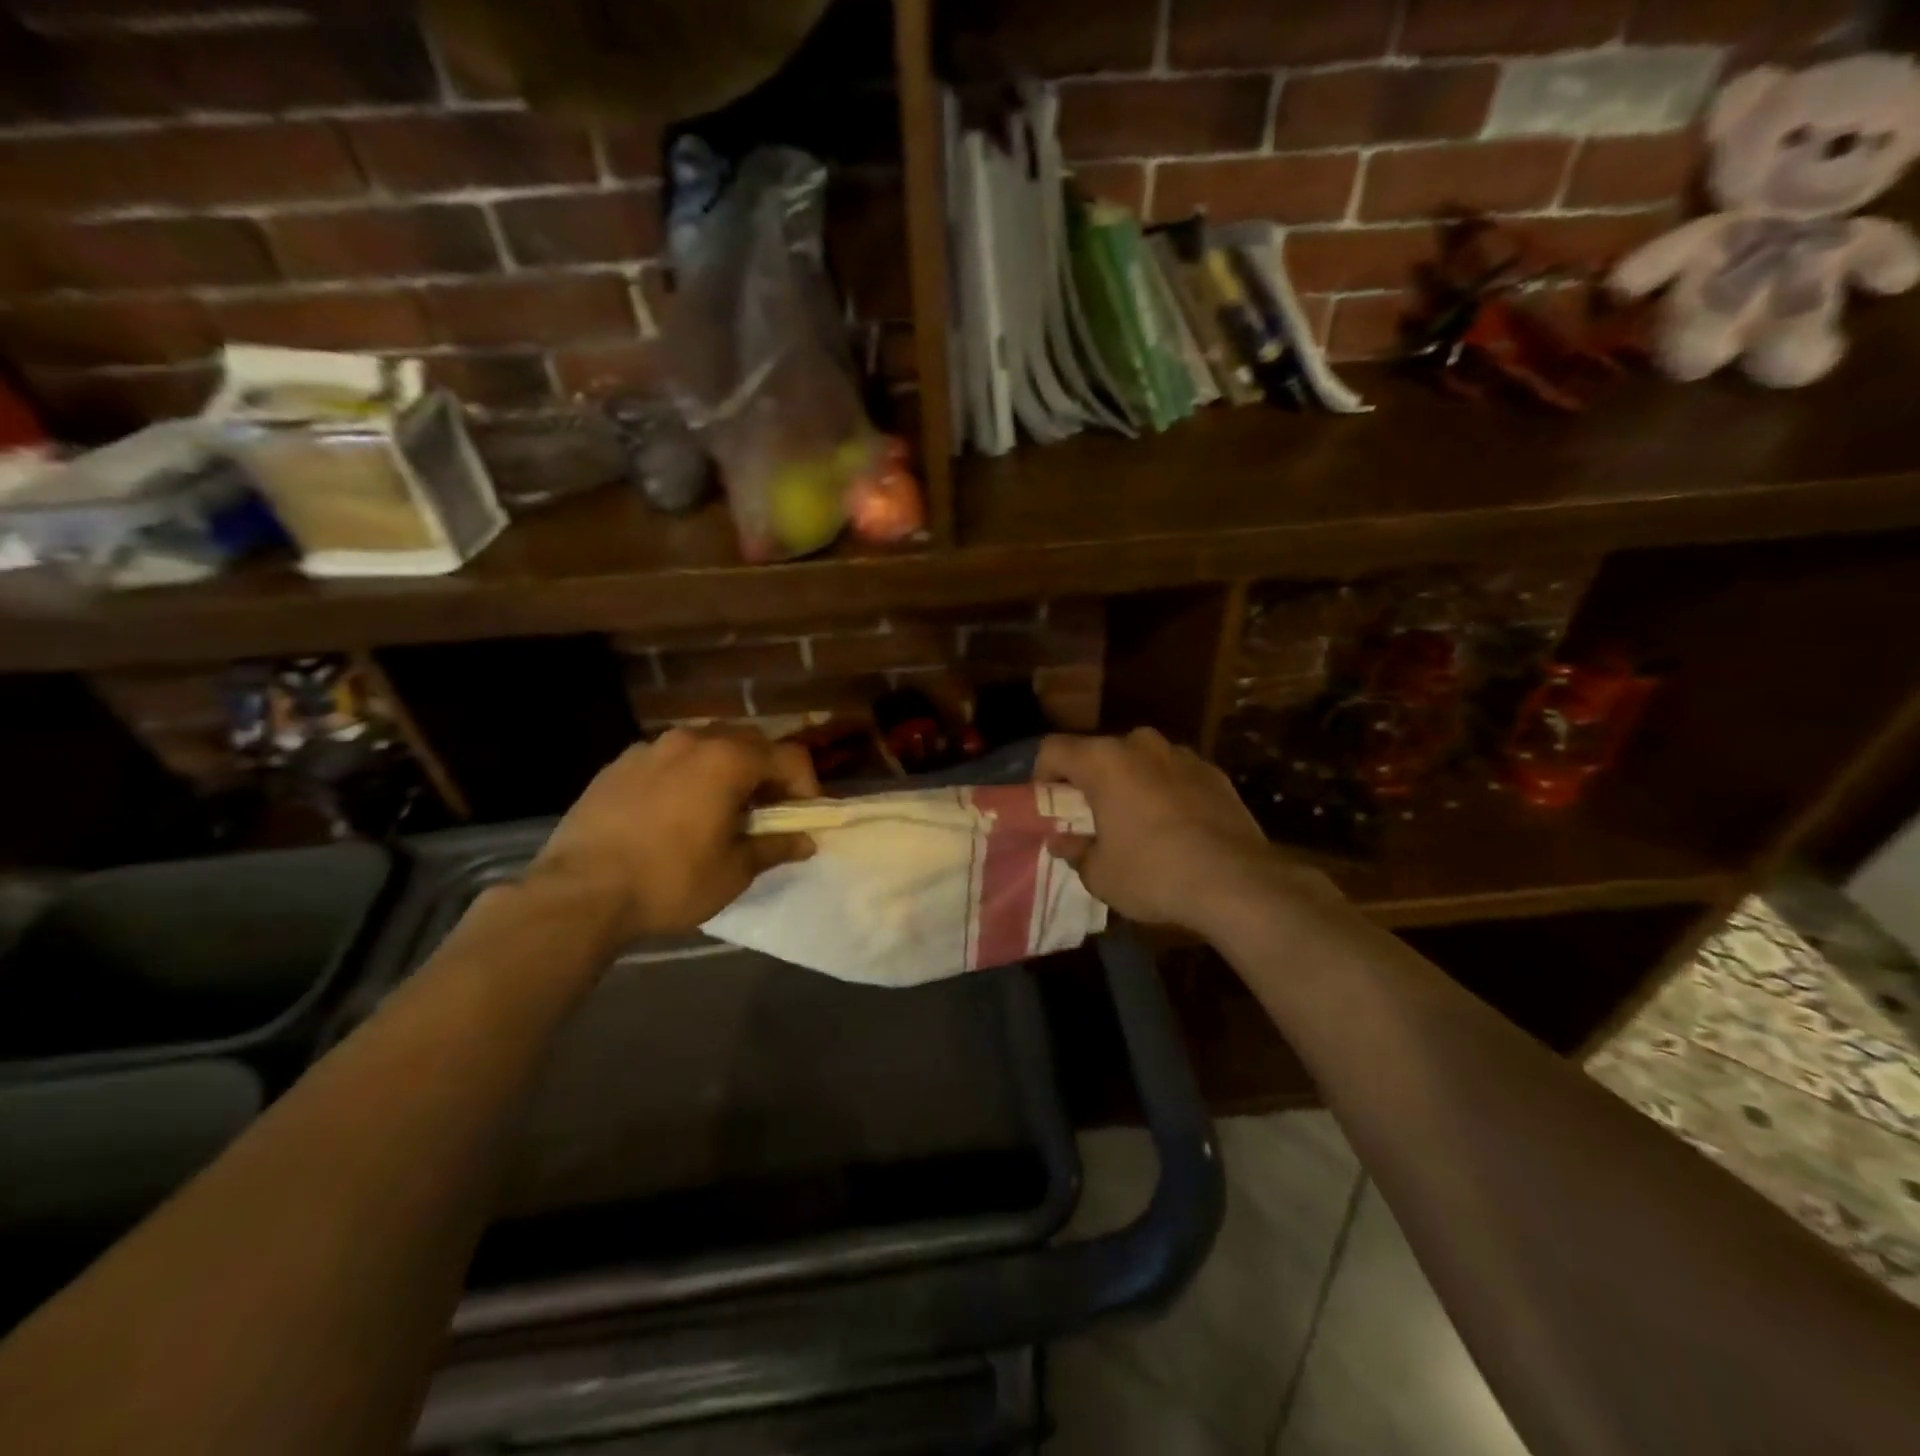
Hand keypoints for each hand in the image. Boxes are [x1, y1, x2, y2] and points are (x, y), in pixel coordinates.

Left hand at [528, 726, 819, 942]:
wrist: (578, 893)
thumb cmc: (669, 880)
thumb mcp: (734, 871)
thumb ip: (775, 847)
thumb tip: (806, 841)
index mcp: (728, 760)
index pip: (789, 757)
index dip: (806, 787)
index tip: (804, 819)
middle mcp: (692, 740)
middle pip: (749, 743)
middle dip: (767, 773)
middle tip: (767, 812)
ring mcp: (650, 748)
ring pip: (706, 746)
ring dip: (726, 771)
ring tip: (720, 810)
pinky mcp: (618, 764)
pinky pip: (668, 760)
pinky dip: (686, 776)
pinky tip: (675, 812)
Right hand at [1037, 729, 1332, 934]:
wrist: (1237, 882)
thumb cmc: (1153, 873)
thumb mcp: (1100, 874)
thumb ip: (1075, 851)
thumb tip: (1062, 841)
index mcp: (1103, 761)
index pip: (1053, 749)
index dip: (1042, 775)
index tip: (1048, 806)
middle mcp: (1141, 745)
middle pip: (1099, 752)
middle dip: (1089, 780)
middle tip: (1090, 817)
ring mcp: (1182, 755)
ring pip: (1141, 760)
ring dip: (1130, 783)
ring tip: (1136, 822)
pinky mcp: (1215, 772)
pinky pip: (1175, 775)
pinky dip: (1166, 791)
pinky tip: (1175, 828)